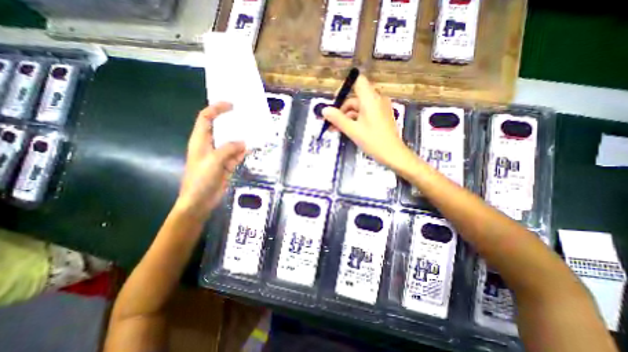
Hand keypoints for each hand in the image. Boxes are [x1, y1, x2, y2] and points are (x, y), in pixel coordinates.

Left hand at [177, 102, 247, 220]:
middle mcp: (210, 145)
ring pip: (232, 142)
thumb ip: (229, 149)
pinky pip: (237, 154)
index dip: (216, 109)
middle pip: (221, 129)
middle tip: (247, 117)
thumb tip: (243, 143)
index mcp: (200, 140)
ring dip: (241, 138)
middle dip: (233, 122)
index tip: (231, 105)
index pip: (206, 118)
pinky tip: (252, 148)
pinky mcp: (227, 165)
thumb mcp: (214, 161)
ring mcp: (220, 155)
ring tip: (254, 131)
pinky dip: (244, 151)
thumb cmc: (201, 179)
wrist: (200, 201)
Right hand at [321, 76, 415, 171]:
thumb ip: (338, 119)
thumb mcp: (353, 130)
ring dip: (346, 117)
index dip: (345, 88)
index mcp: (370, 99)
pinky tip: (346, 129)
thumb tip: (324, 110)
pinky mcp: (380, 116)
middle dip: (341, 109)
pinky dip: (355, 119)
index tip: (334, 102)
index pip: (358, 81)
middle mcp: (376, 100)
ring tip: (335, 129)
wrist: (393, 154)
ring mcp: (379, 108)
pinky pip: (365, 114)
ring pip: (359, 108)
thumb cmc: (373, 141)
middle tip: (330, 122)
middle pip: (355, 98)